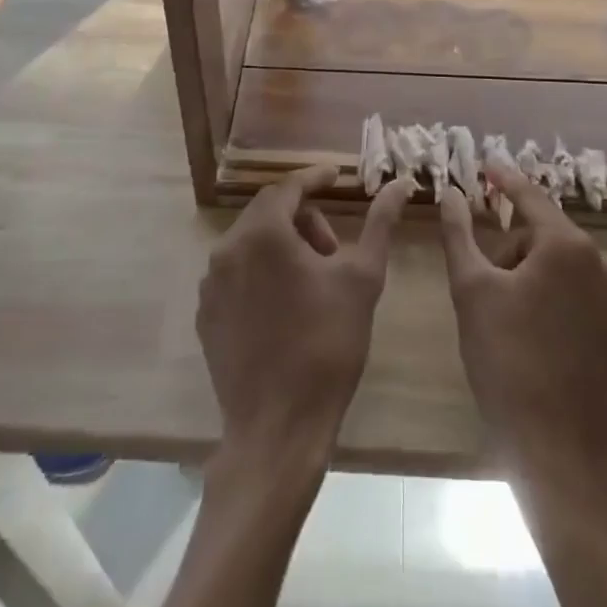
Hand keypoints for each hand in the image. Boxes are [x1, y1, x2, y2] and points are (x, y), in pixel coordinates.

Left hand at [199, 165, 414, 465]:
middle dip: (303, 219)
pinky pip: (235, 274)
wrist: (279, 428)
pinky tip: (285, 307)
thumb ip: (380, 223)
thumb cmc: (327, 345)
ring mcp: (211, 284)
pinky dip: (261, 273)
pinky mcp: (205, 315)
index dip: (315, 178)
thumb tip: (401, 184)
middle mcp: (227, 249)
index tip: (336, 177)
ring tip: (312, 283)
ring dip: (283, 247)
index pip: (289, 186)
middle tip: (332, 250)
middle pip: (269, 213)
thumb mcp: (363, 278)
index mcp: (263, 233)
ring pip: (251, 243)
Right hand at [438, 154, 606, 482]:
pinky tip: (532, 330)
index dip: (504, 179)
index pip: (529, 196)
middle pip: (544, 234)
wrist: (561, 452)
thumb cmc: (508, 362)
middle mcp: (601, 263)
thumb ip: (459, 233)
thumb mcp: (471, 290)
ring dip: (530, 272)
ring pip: (562, 265)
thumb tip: (452, 193)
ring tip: (503, 311)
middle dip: (510, 245)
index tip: (485, 164)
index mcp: (567, 246)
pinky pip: (580, 293)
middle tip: (481, 280)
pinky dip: (553, 295)